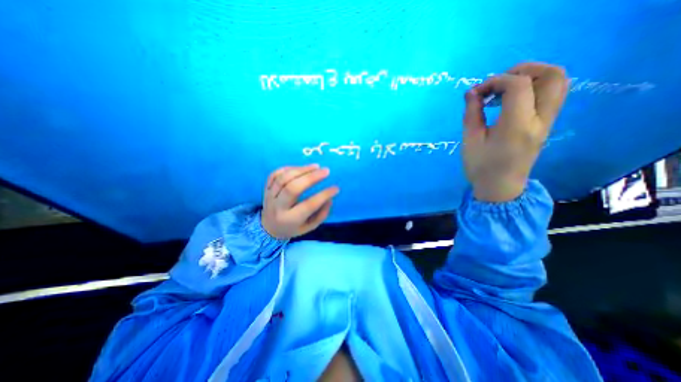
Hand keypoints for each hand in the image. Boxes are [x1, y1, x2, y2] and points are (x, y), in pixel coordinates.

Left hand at [262, 164, 339, 238]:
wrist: (269, 228)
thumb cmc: (293, 227)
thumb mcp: (309, 227)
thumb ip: (321, 214)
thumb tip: (329, 198)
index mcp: (290, 220)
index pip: (309, 205)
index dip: (324, 195)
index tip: (336, 188)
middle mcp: (278, 207)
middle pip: (293, 188)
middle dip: (311, 177)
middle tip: (326, 171)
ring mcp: (270, 196)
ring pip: (283, 178)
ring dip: (301, 170)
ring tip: (316, 166)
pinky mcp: (266, 188)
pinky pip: (275, 174)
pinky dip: (289, 168)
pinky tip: (301, 168)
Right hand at [462, 61, 569, 201]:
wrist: (500, 187)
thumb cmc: (480, 167)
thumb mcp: (469, 141)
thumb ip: (471, 114)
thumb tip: (471, 92)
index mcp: (516, 126)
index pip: (518, 85)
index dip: (496, 81)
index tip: (477, 93)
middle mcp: (539, 120)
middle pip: (552, 75)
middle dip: (522, 70)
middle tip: (497, 83)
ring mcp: (547, 122)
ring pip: (557, 82)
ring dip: (532, 76)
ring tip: (504, 89)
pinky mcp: (546, 125)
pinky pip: (551, 95)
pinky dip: (533, 88)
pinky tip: (510, 100)